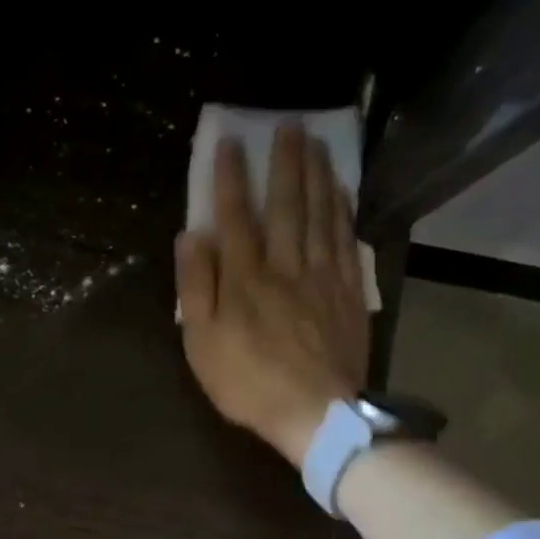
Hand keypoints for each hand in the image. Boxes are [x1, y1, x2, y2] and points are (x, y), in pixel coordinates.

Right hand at [176, 123, 369, 466]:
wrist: (316, 413)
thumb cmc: (248, 382)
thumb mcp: (202, 343)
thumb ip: (196, 288)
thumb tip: (191, 237)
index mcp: (244, 278)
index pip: (235, 217)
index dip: (231, 179)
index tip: (231, 143)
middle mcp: (285, 265)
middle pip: (286, 205)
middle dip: (284, 163)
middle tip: (289, 125)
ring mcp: (322, 275)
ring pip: (320, 214)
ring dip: (317, 175)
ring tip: (316, 143)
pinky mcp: (348, 290)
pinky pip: (346, 239)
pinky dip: (342, 209)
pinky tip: (341, 190)